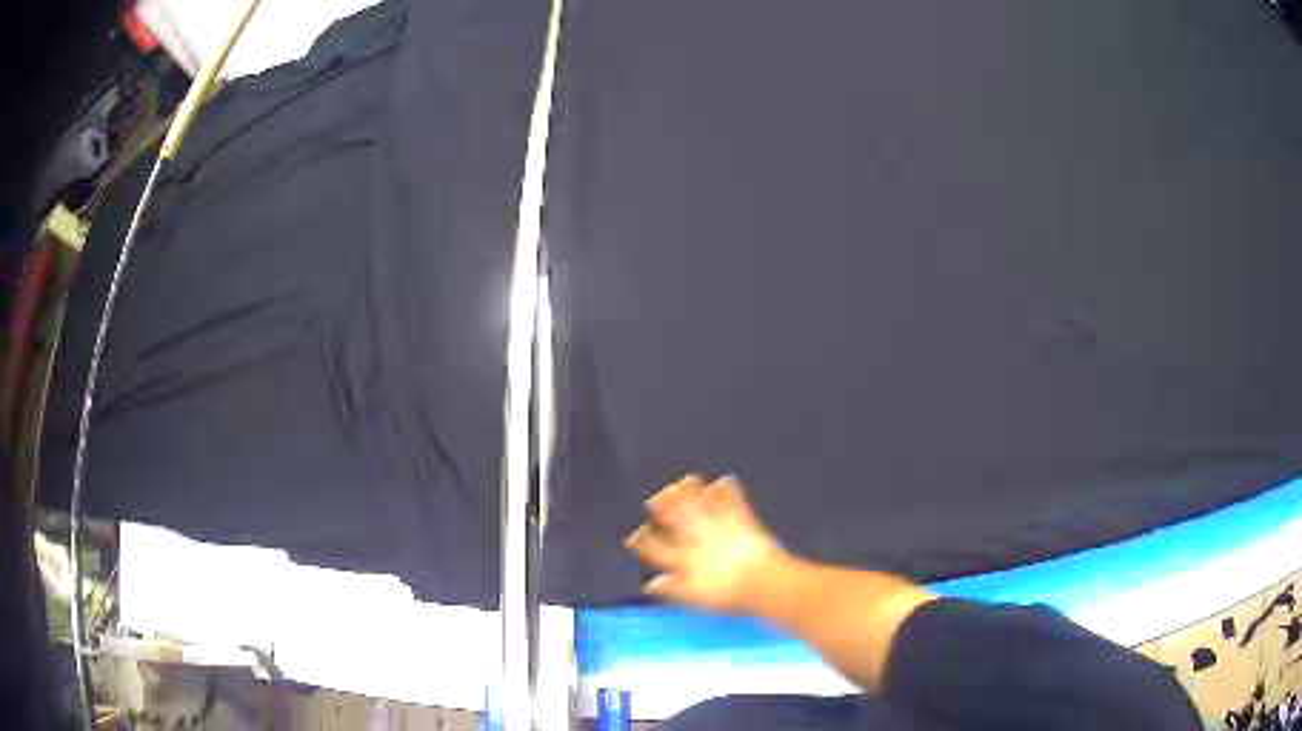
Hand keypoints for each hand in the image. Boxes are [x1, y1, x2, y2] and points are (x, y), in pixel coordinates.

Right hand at [624, 474, 788, 614]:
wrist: (760, 580)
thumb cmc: (726, 594)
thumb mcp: (692, 596)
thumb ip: (670, 588)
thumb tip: (650, 584)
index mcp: (681, 557)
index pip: (654, 547)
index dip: (642, 540)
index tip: (633, 537)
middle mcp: (696, 537)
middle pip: (675, 516)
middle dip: (663, 505)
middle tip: (657, 496)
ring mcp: (719, 525)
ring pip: (700, 502)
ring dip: (691, 491)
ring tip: (685, 480)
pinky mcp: (741, 519)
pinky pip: (732, 500)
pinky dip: (727, 489)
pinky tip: (725, 480)